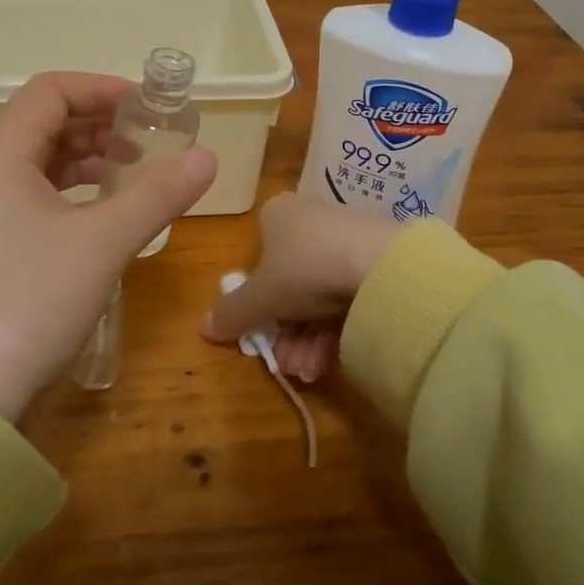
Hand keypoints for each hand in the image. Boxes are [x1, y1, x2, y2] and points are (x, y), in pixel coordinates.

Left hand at [0, 72, 217, 418]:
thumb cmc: (33, 299)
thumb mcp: (104, 241)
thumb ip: (158, 193)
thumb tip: (207, 157)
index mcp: (2, 155)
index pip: (50, 91)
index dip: (101, 89)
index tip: (145, 107)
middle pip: (46, 121)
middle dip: (100, 122)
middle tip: (148, 139)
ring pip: (42, 158)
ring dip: (90, 154)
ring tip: (134, 170)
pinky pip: (37, 191)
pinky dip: (75, 187)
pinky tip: (105, 207)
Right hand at [201, 193, 404, 381]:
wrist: (381, 266)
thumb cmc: (305, 268)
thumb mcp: (260, 296)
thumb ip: (231, 312)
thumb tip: (202, 327)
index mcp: (278, 214)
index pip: (259, 255)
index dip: (256, 297)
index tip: (259, 331)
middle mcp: (310, 220)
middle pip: (288, 282)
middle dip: (285, 330)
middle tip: (285, 362)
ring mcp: (345, 240)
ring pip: (317, 295)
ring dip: (306, 339)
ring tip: (307, 370)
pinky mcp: (374, 262)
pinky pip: (345, 297)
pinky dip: (333, 331)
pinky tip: (327, 362)